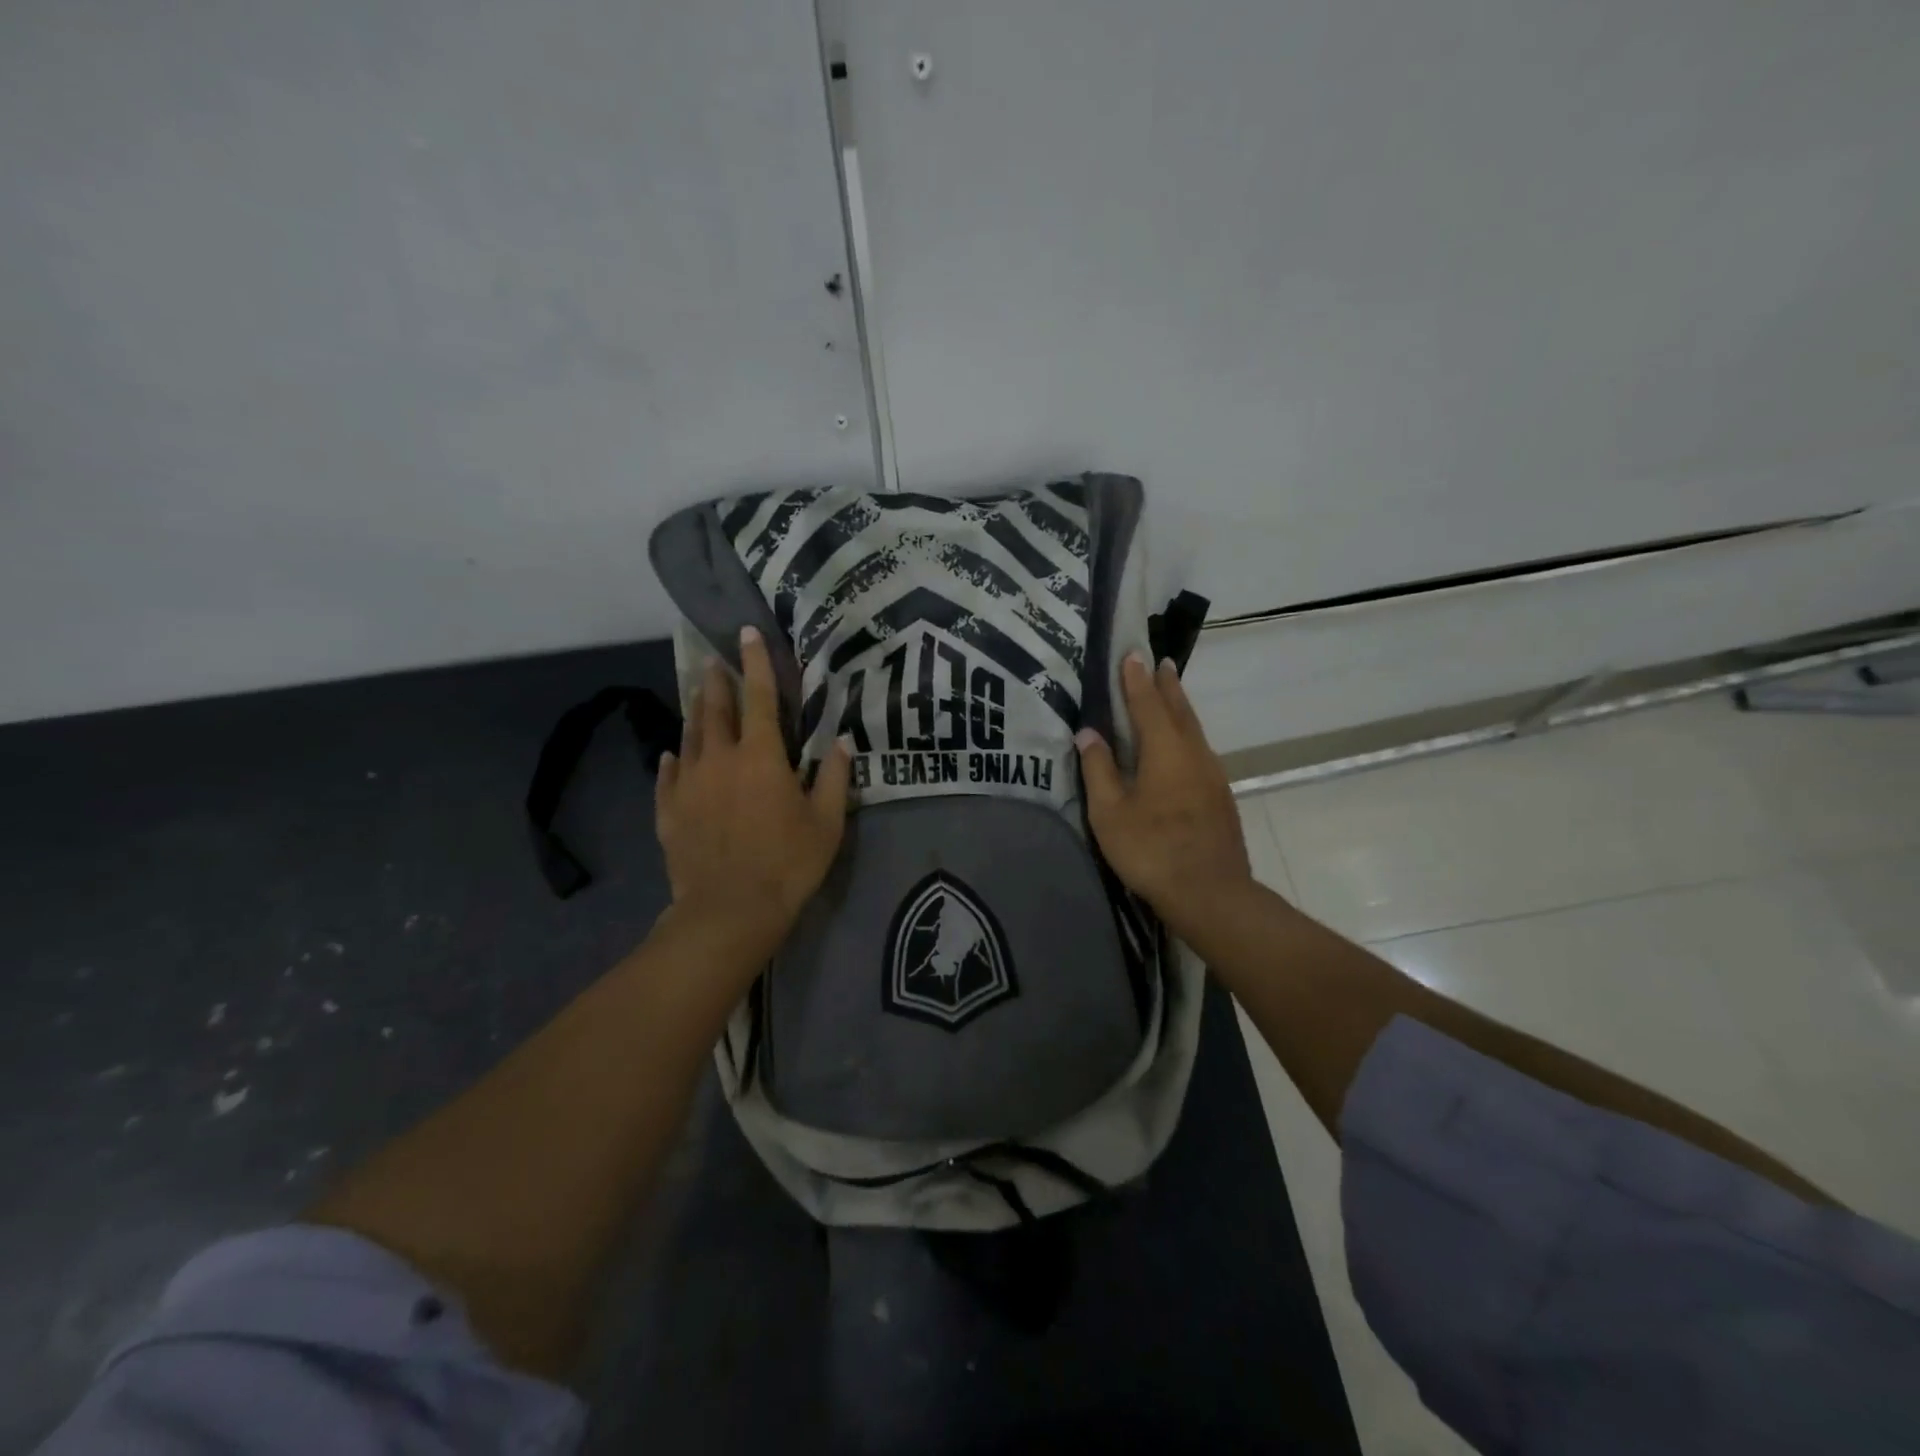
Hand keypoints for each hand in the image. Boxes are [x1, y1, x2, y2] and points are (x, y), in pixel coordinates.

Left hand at [655, 626, 850, 959]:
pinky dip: (672, 760)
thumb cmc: (788, 864)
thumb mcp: (827, 823)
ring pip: (690, 736)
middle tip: (716, 662)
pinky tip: (672, 755)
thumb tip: (842, 743)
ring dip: (696, 713)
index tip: (747, 632)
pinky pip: (667, 776)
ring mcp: (689, 784)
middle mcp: (720, 759)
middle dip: (717, 681)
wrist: (729, 911)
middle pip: (715, 709)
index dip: (756, 662)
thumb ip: (834, 778)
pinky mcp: (669, 810)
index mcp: (762, 756)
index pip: (761, 697)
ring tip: (698, 697)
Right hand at [1075, 654, 1253, 938]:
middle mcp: (1193, 753)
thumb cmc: (1152, 849)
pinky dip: (1187, 734)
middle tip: (1160, 662)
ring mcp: (1212, 775)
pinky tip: (1181, 747)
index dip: (1136, 679)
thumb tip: (1088, 733)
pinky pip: (1199, 750)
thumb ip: (1098, 769)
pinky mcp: (1220, 797)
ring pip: (1194, 730)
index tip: (1132, 653)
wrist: (1211, 893)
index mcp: (1165, 750)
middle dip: (1166, 685)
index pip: (1147, 703)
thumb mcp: (1110, 812)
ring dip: (1180, 708)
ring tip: (1170, 693)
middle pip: (1179, 710)